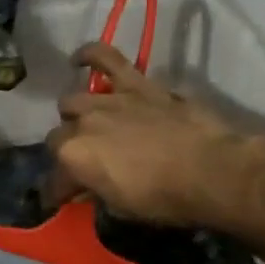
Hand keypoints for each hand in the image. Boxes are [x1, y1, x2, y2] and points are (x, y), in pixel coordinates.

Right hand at [45, 42, 264, 228]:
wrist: (210, 170)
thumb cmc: (164, 198)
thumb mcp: (121, 208)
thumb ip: (97, 192)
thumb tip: (89, 188)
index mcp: (73, 159)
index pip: (54, 181)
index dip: (59, 192)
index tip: (66, 200)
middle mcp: (81, 125)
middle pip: (58, 137)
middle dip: (67, 152)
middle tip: (85, 163)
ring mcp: (106, 100)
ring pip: (72, 101)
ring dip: (75, 115)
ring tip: (84, 121)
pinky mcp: (135, 84)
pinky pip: (106, 58)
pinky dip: (90, 55)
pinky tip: (79, 59)